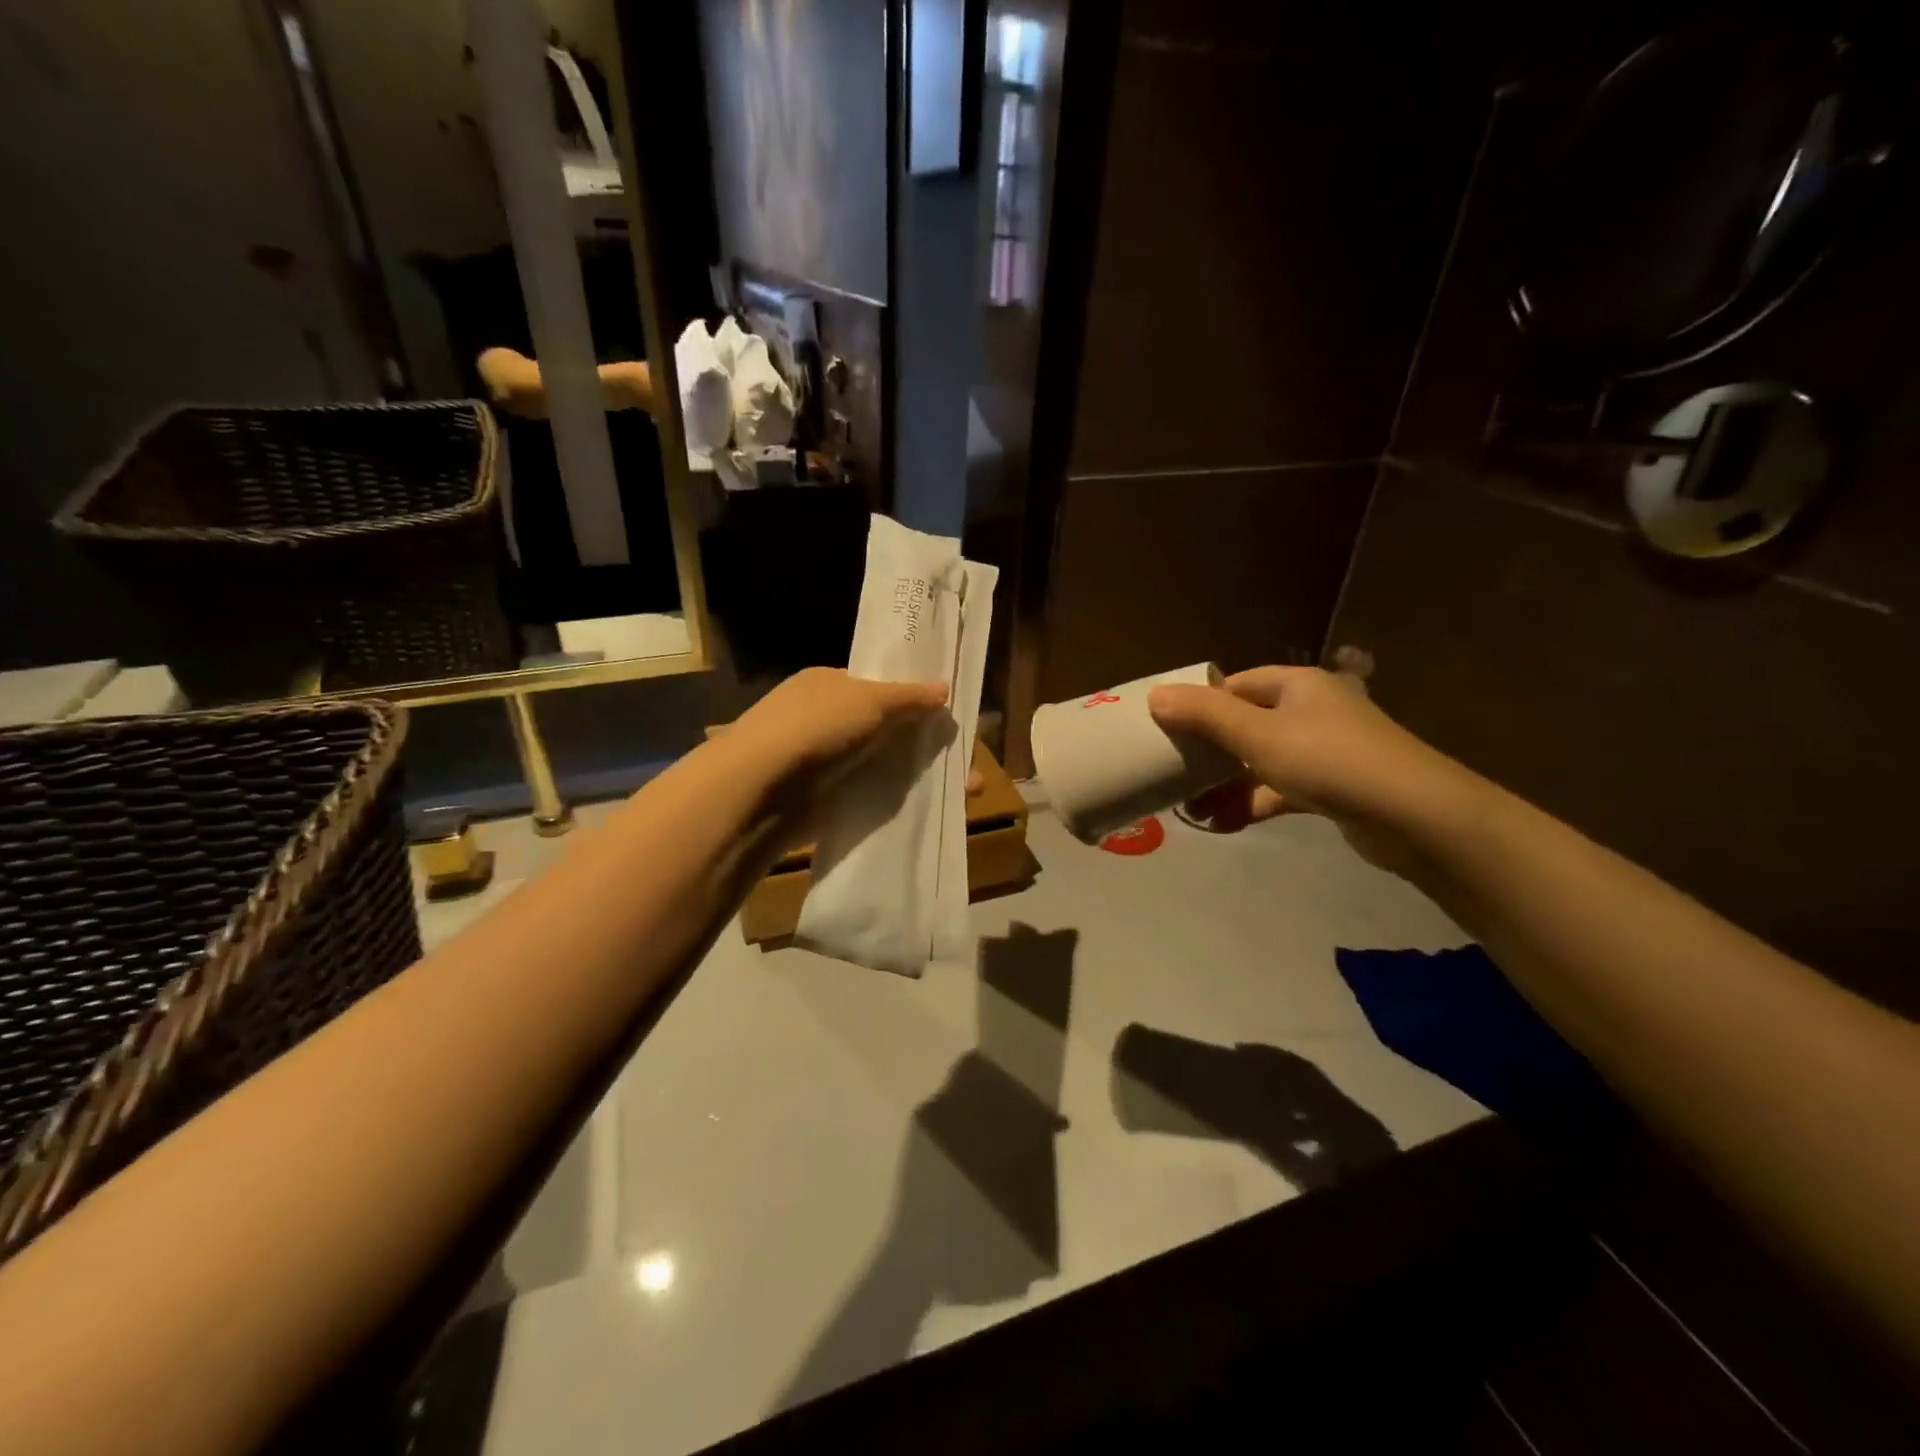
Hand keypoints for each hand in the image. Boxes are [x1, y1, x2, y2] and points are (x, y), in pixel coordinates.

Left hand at [727, 667, 949, 789]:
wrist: (759, 790)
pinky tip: (930, 811)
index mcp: (828, 684)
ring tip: (967, 794)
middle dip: (927, 747)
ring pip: (882, 766)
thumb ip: (909, 696)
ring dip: (921, 778)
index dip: (915, 702)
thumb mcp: (869, 700)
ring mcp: (822, 761)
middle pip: (886, 730)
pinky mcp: (823, 800)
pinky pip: (869, 795)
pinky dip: (896, 801)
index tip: (950, 720)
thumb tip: (944, 688)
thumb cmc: (816, 728)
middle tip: (969, 769)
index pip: (878, 688)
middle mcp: (824, 719)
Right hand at [1147, 666, 1483, 873]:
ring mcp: (1323, 751)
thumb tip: (1155, 695)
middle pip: (1245, 725)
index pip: (1235, 685)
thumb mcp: (1258, 734)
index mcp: (1296, 685)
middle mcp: (1310, 711)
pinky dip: (1252, 804)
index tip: (1166, 729)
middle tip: (1172, 774)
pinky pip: (1279, 790)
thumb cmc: (1329, 760)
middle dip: (1208, 753)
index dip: (1200, 703)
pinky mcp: (1332, 788)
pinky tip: (1222, 825)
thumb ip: (1205, 715)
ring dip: (1225, 785)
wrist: (1416, 817)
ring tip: (1189, 811)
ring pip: (1260, 763)